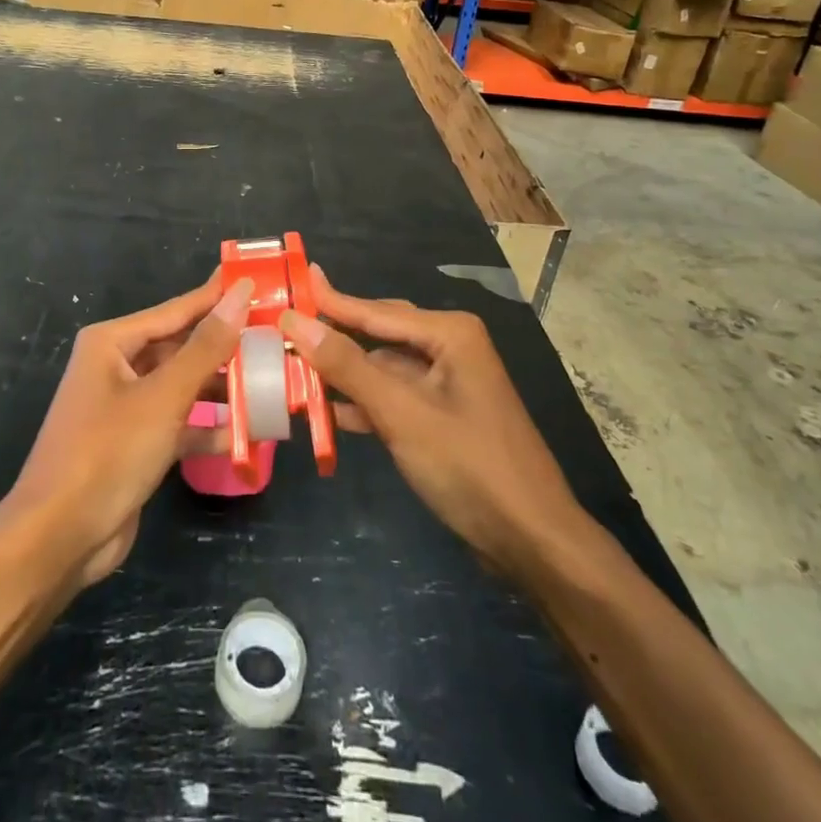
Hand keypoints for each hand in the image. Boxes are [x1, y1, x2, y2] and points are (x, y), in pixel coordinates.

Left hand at [5, 277, 251, 587]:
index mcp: (112, 343)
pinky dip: (207, 426)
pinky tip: (246, 432)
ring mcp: (126, 407)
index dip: (217, 296)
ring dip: (220, 387)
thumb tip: (239, 294)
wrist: (58, 539)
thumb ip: (206, 347)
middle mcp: (117, 367)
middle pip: (181, 347)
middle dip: (224, 346)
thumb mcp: (163, 396)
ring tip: (270, 380)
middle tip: (274, 335)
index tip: (258, 282)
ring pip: (183, 385)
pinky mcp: (135, 443)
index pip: (176, 310)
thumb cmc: (107, 452)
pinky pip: (178, 422)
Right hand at [280, 266, 581, 580]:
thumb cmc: (469, 465)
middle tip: (286, 329)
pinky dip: (364, 404)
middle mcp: (449, 348)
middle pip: (378, 335)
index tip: (295, 280)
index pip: (374, 310)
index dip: (330, 300)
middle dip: (334, 338)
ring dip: (344, 376)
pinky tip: (330, 412)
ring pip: (383, 369)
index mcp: (448, 333)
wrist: (533, 541)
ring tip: (295, 371)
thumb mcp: (401, 412)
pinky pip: (394, 398)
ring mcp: (448, 385)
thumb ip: (347, 365)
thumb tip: (296, 320)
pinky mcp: (444, 418)